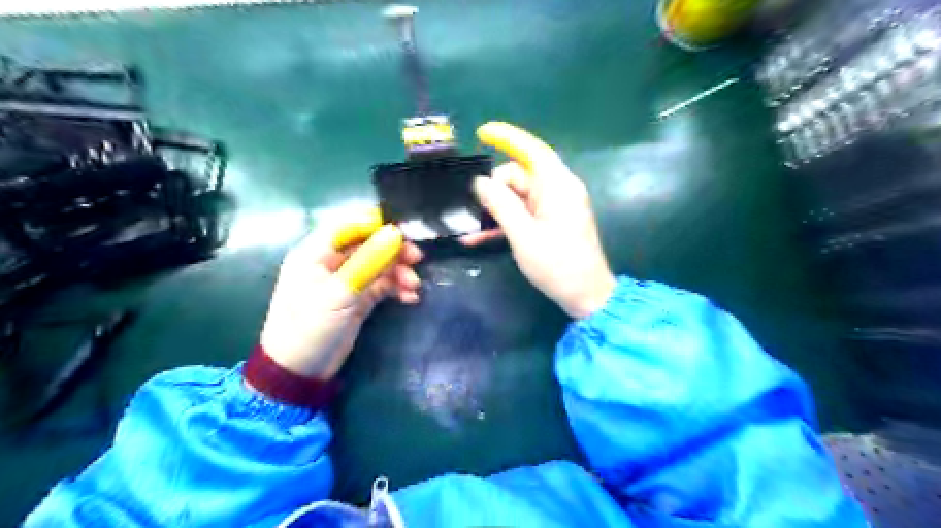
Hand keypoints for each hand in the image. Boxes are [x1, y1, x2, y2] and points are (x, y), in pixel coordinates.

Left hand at [257, 212, 420, 381]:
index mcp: (316, 253)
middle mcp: (332, 262)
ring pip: (379, 266)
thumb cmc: (310, 327)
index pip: (348, 225)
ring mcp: (347, 281)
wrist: (301, 371)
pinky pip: (382, 285)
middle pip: (368, 244)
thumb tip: (395, 233)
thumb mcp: (339, 294)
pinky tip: (410, 298)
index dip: (376, 224)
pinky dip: (396, 289)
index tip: (404, 232)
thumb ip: (368, 262)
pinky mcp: (358, 298)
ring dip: (398, 272)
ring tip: (414, 286)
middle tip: (417, 259)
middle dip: (394, 251)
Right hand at [463, 120, 619, 317]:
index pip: (532, 150)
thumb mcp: (523, 234)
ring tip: (469, 228)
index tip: (482, 132)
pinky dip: (505, 223)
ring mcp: (555, 207)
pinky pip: (524, 214)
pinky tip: (478, 237)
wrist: (586, 296)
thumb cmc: (557, 264)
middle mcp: (558, 190)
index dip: (507, 137)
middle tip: (474, 212)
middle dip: (494, 190)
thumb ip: (501, 204)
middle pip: (520, 176)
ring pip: (518, 197)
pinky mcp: (552, 223)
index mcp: (557, 186)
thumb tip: (481, 182)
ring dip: (495, 211)